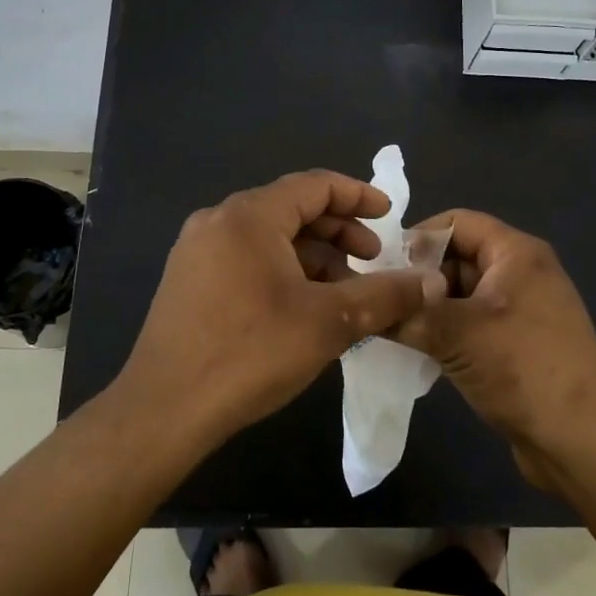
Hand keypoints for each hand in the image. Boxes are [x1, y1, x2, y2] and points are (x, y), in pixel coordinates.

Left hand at [115, 170, 435, 448]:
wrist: (164, 410)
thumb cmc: (250, 354)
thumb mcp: (329, 322)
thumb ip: (385, 295)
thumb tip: (432, 282)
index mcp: (249, 216)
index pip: (314, 185)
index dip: (358, 196)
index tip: (391, 215)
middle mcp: (219, 220)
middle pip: (291, 208)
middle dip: (338, 230)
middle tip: (373, 258)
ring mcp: (197, 250)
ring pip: (269, 237)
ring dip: (313, 255)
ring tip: (345, 289)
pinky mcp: (188, 280)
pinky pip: (247, 258)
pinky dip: (283, 270)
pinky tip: (304, 305)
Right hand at [391, 209, 595, 495]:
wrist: (583, 442)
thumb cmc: (523, 370)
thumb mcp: (456, 334)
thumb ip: (407, 312)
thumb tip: (366, 303)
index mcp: (516, 253)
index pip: (456, 222)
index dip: (417, 238)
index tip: (381, 267)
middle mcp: (521, 273)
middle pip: (457, 257)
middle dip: (418, 278)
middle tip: (379, 302)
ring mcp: (521, 310)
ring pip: (461, 294)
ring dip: (428, 309)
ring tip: (390, 328)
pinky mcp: (518, 344)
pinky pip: (472, 323)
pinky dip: (445, 331)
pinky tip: (416, 351)